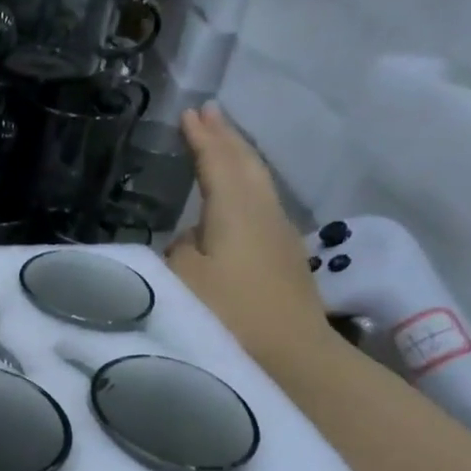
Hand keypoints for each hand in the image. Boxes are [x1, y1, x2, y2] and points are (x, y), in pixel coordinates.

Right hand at [166, 104, 333, 368]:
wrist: (292, 358)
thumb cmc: (228, 315)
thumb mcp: (181, 280)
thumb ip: (178, 249)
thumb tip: (190, 239)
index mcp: (236, 210)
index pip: (218, 161)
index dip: (202, 137)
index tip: (189, 112)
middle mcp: (264, 212)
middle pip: (247, 163)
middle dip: (226, 137)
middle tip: (209, 113)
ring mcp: (279, 235)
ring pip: (258, 182)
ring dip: (239, 159)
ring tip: (222, 144)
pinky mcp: (283, 259)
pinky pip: (261, 204)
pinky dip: (245, 186)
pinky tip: (236, 199)